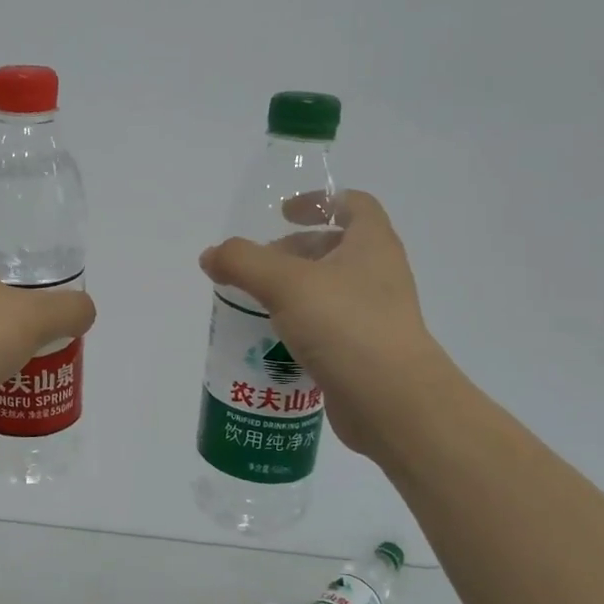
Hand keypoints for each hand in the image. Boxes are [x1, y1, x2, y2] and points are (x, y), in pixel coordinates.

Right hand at [199, 189, 435, 456]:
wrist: (392, 403)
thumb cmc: (346, 326)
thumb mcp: (285, 283)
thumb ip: (242, 262)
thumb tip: (211, 255)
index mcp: (372, 245)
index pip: (353, 204)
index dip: (318, 201)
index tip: (283, 214)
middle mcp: (378, 275)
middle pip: (334, 248)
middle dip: (292, 252)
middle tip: (256, 267)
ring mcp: (374, 316)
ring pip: (327, 291)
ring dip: (291, 292)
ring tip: (254, 304)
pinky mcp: (363, 352)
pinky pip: (326, 328)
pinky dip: (298, 328)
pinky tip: (269, 342)